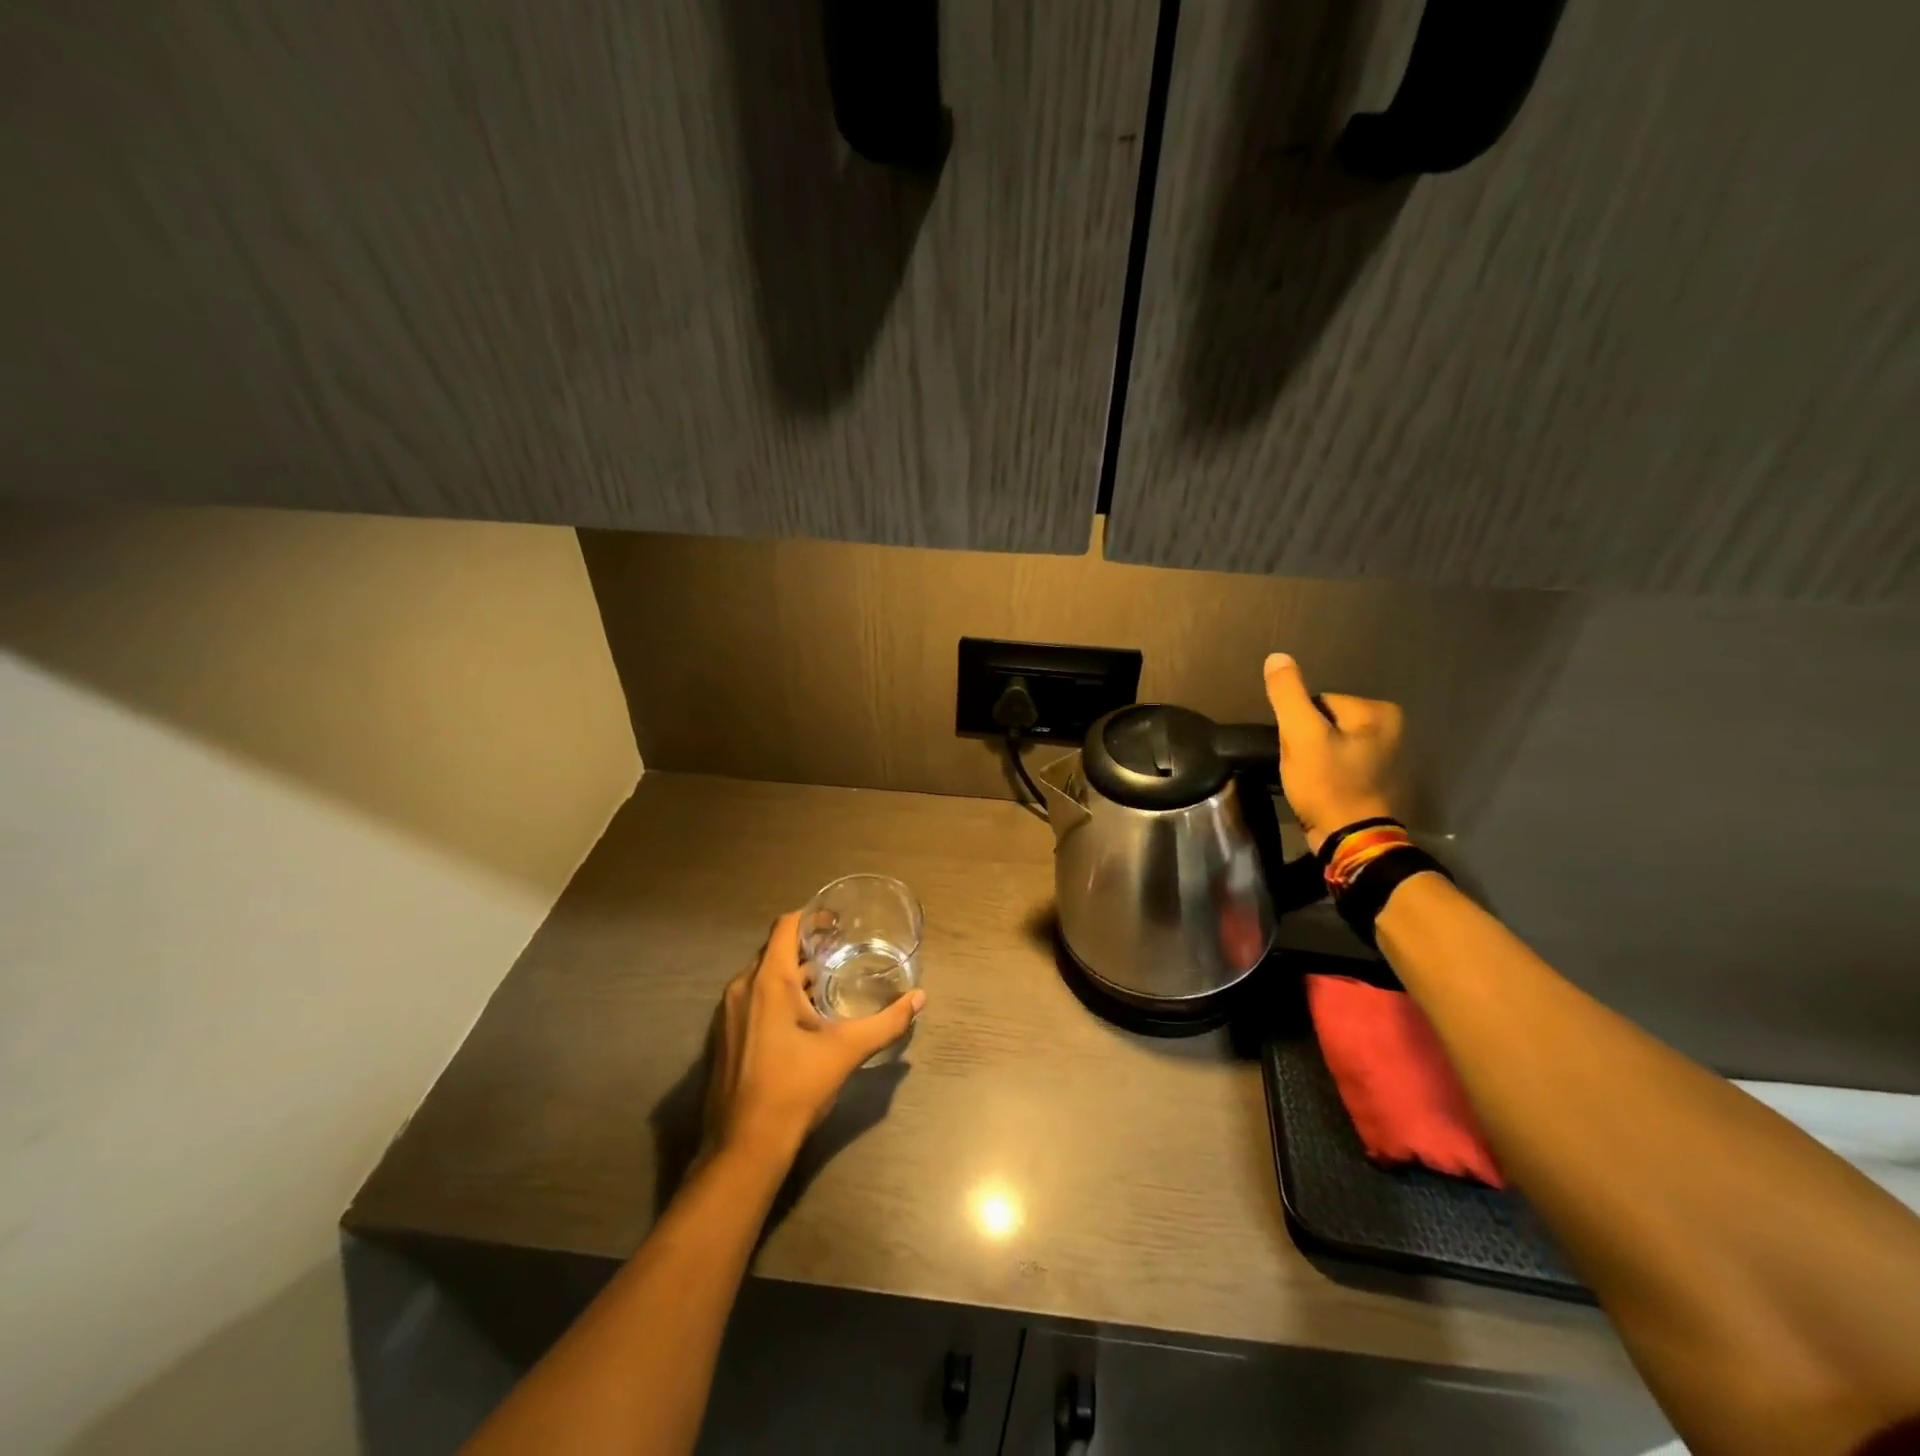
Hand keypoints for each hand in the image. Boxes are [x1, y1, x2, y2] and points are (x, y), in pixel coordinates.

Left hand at [703, 911, 924, 1167]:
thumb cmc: (795, 1088)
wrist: (744, 1147)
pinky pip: (752, 998)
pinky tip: (802, 1017)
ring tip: (827, 981)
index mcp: (768, 981)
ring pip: (762, 976)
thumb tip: (919, 998)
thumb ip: (886, 1022)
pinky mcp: (725, 1036)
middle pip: (774, 950)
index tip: (838, 922)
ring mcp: (728, 1013)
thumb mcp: (846, 1051)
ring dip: (792, 973)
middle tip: (840, 950)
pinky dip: (776, 995)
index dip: (811, 916)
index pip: (785, 926)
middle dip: (806, 946)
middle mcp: (742, 988)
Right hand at [1263, 653, 1403, 852]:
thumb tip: (1277, 657)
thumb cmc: (1328, 784)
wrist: (1350, 840)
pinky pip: (1339, 764)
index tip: (1298, 751)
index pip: (1319, 702)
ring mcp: (1386, 756)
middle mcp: (1391, 728)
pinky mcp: (1376, 780)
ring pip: (1329, 744)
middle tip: (1302, 768)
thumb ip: (1288, 694)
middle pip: (1324, 722)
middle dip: (1306, 741)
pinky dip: (1326, 774)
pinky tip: (1320, 790)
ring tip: (1309, 781)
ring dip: (1313, 759)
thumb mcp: (1301, 735)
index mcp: (1378, 711)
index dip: (1298, 725)